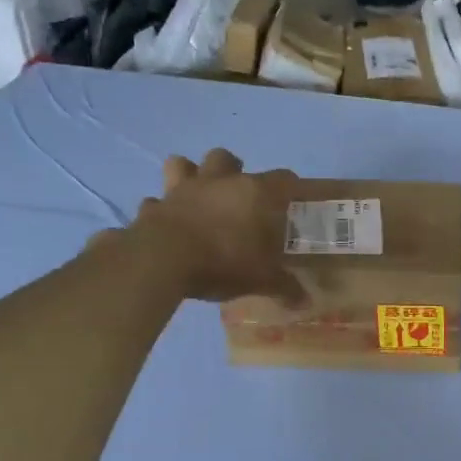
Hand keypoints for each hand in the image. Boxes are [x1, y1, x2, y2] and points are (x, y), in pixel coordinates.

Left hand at [130, 148, 303, 304]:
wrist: (164, 260)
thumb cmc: (223, 261)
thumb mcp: (261, 279)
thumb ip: (284, 287)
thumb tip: (305, 301)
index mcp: (254, 193)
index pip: (283, 178)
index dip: (291, 187)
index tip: (293, 201)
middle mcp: (218, 182)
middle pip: (227, 158)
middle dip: (234, 170)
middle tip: (239, 194)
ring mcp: (182, 190)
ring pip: (183, 163)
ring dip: (190, 173)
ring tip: (197, 193)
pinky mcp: (155, 206)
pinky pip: (157, 201)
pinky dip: (161, 208)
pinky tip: (167, 221)